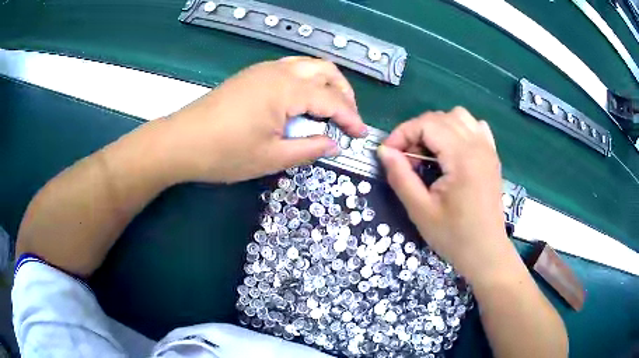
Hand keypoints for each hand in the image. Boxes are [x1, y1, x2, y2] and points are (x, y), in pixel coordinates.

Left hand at [160, 57, 366, 183]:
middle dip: (343, 93)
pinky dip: (306, 82)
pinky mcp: (252, 75)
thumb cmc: (225, 153)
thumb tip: (334, 144)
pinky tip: (302, 102)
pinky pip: (290, 69)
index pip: (331, 99)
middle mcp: (278, 71)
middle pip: (325, 70)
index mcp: (286, 89)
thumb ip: (308, 149)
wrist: (181, 142)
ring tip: (329, 109)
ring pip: (308, 66)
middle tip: (347, 118)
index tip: (361, 135)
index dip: (350, 118)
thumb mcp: (271, 158)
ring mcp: (263, 70)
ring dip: (325, 84)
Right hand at [377, 107, 510, 282]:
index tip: (388, 154)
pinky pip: (475, 127)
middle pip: (440, 118)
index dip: (402, 133)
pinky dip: (459, 130)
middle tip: (407, 159)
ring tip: (429, 152)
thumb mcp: (420, 210)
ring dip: (438, 128)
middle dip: (416, 131)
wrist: (486, 252)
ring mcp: (488, 149)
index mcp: (462, 157)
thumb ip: (400, 176)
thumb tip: (384, 150)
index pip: (426, 124)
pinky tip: (453, 150)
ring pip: (459, 117)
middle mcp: (478, 145)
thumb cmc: (454, 236)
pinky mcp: (492, 156)